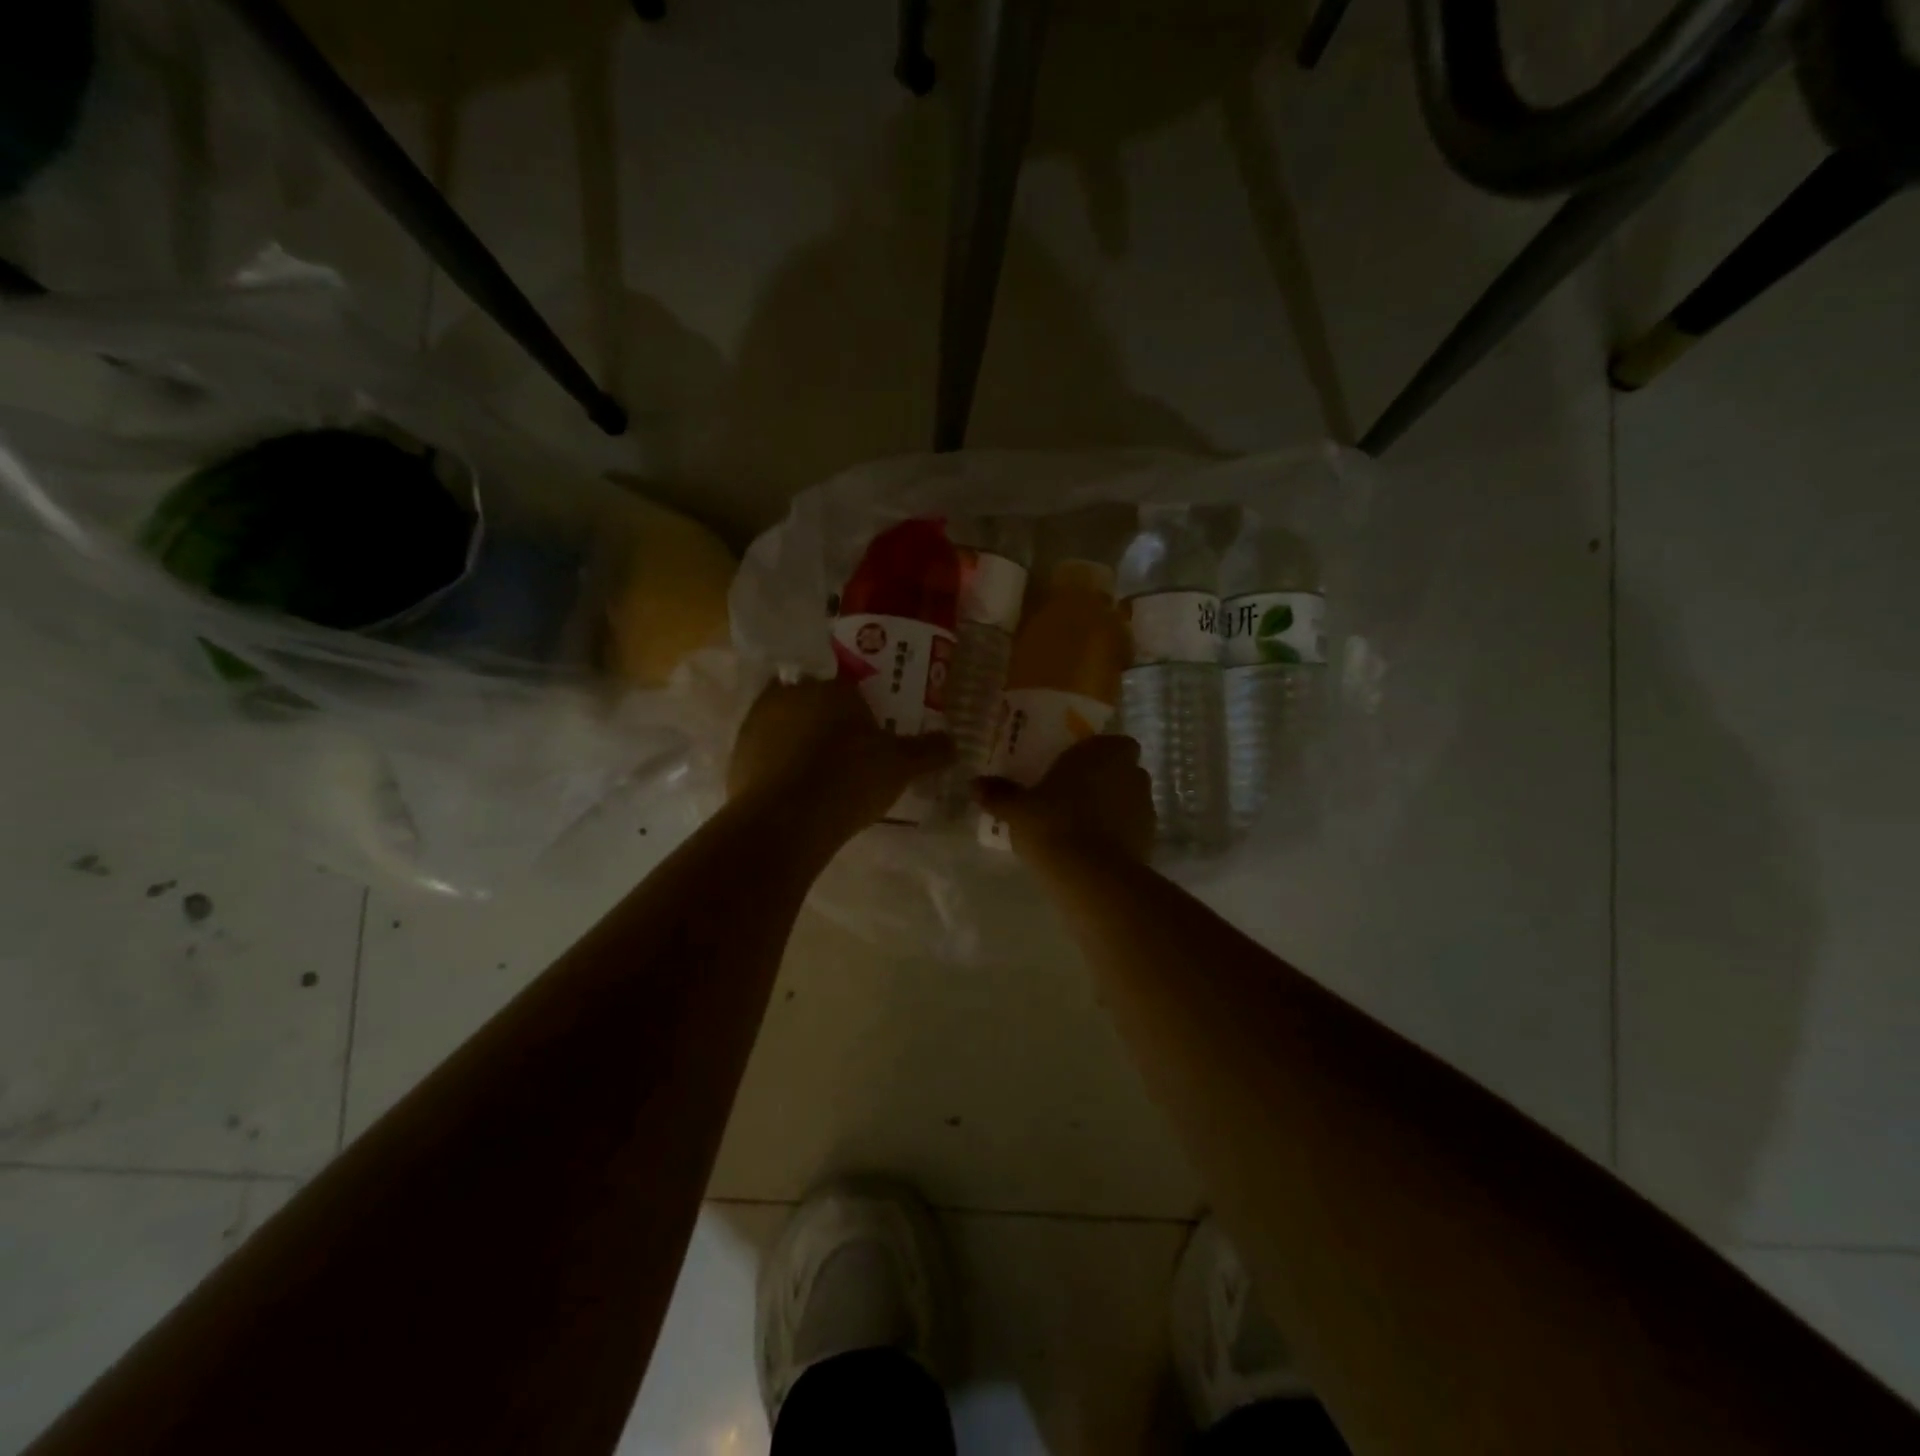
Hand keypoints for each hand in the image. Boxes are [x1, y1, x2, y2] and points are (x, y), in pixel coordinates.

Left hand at [729, 676, 953, 837]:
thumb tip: (954, 743)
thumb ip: (929, 750)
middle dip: (829, 718)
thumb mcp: (901, 765)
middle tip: (850, 746)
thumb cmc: (850, 778)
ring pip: (786, 725)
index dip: (861, 699)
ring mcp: (756, 724)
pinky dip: (781, 767)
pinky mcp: (738, 756)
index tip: (871, 721)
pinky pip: (767, 754)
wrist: (786, 821)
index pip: (847, 678)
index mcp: (830, 685)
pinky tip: (798, 791)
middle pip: (814, 699)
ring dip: (802, 741)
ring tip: (823, 772)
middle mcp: (789, 693)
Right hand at [976, 734, 1154, 866]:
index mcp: (1104, 751)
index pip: (1113, 742)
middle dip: (1105, 780)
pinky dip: (1119, 834)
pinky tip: (1094, 849)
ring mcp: (1146, 806)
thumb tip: (974, 784)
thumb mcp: (1017, 809)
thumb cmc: (1052, 824)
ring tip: (1082, 825)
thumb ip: (999, 794)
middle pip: (1122, 770)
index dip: (1098, 754)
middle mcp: (1132, 772)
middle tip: (1074, 796)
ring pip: (1129, 799)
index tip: (1076, 769)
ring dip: (1113, 807)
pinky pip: (1132, 828)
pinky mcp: (1150, 839)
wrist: (1091, 876)